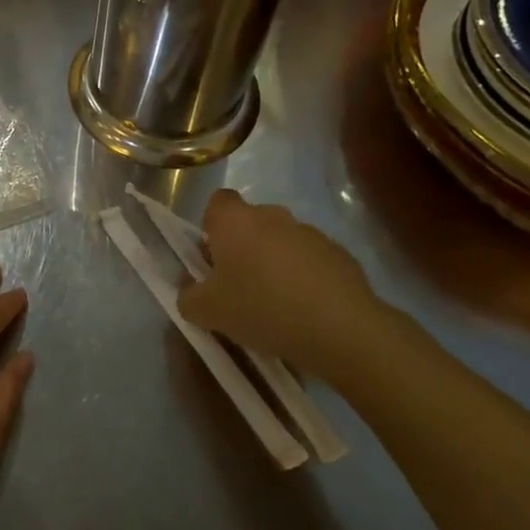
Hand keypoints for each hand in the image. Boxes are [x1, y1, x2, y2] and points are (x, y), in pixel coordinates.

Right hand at [177, 189, 412, 382]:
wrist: (340, 328)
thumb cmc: (261, 308)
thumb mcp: (208, 312)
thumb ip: (188, 298)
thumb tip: (189, 292)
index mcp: (235, 221)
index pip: (217, 202)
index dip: (212, 226)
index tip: (213, 258)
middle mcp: (272, 215)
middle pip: (250, 223)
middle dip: (244, 248)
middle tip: (240, 286)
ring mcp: (309, 232)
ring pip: (282, 241)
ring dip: (275, 262)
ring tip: (276, 305)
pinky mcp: (340, 253)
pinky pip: (311, 260)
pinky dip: (305, 277)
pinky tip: (306, 310)